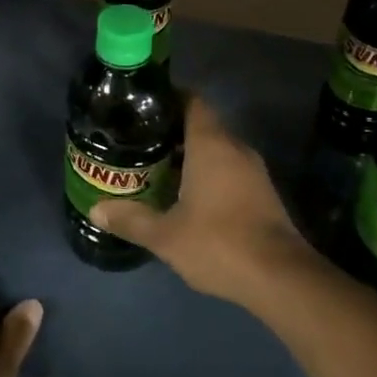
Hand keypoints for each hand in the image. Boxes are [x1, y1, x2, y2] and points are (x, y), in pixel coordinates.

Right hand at [89, 96, 320, 308]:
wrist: (280, 277)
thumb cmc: (218, 243)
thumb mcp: (166, 235)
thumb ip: (131, 220)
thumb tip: (96, 210)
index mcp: (211, 144)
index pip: (192, 101)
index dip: (168, 100)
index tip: (142, 110)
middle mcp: (235, 147)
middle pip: (202, 125)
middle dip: (173, 132)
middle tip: (140, 144)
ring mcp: (254, 170)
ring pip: (218, 150)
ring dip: (191, 156)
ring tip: (158, 169)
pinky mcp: (263, 193)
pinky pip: (230, 170)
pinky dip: (209, 174)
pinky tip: (187, 196)